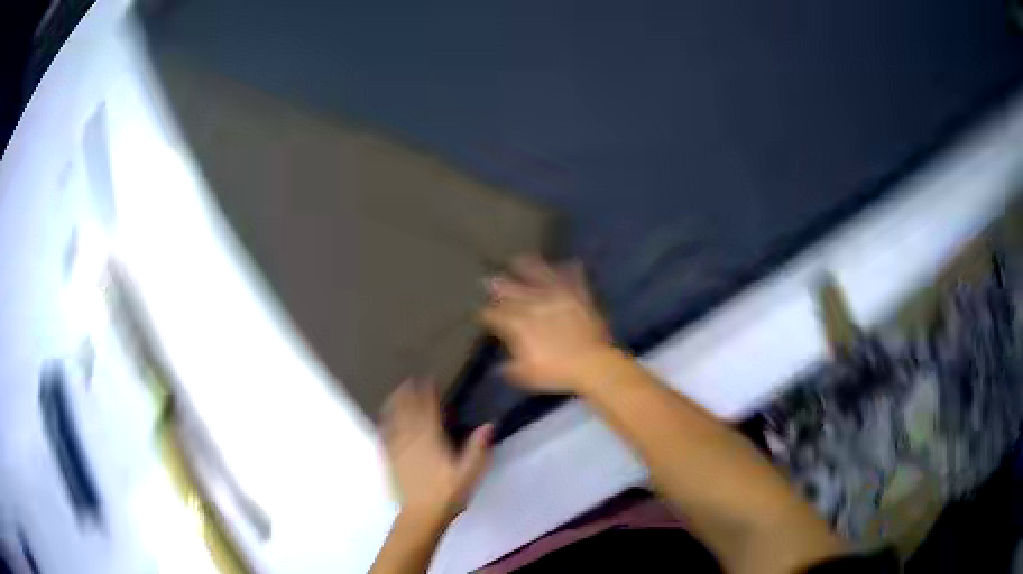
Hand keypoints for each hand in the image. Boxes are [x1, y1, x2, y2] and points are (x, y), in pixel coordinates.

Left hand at [380, 379, 492, 525]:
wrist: (422, 515)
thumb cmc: (448, 494)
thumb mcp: (469, 473)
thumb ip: (477, 448)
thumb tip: (489, 425)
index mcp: (431, 440)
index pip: (428, 411)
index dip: (427, 393)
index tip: (427, 379)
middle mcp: (412, 441)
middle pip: (408, 412)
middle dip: (407, 395)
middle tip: (407, 380)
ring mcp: (398, 451)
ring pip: (393, 422)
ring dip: (394, 406)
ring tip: (393, 394)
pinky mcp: (390, 462)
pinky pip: (385, 439)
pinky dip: (384, 426)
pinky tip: (382, 423)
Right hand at [481, 255, 613, 392]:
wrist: (592, 363)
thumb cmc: (556, 372)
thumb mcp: (526, 375)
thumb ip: (510, 369)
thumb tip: (499, 368)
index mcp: (517, 324)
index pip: (494, 315)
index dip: (485, 314)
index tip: (481, 314)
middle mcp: (534, 305)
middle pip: (510, 290)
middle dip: (497, 285)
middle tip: (489, 280)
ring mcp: (557, 297)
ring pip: (538, 276)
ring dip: (527, 267)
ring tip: (519, 259)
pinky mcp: (578, 296)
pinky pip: (572, 278)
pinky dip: (569, 270)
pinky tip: (567, 262)